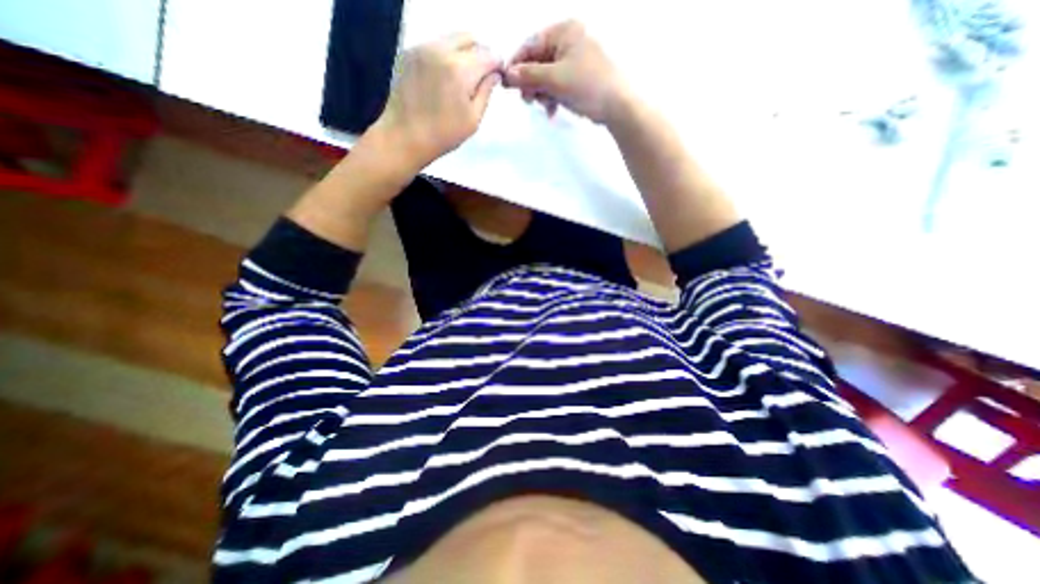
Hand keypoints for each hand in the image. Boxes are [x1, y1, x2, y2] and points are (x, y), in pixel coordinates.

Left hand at [373, 32, 504, 169]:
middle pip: (470, 39)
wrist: (404, 136)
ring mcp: (423, 48)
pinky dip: (445, 56)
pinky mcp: (410, 52)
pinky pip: (435, 45)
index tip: (498, 77)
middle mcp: (441, 50)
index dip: (497, 65)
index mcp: (460, 70)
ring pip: (451, 39)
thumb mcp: (473, 119)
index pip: (488, 55)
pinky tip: (443, 79)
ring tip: (462, 79)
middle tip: (481, 77)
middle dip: (480, 54)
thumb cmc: (443, 135)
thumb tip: (494, 75)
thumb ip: (486, 92)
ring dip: (463, 53)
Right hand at [501, 21, 624, 122]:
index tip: (507, 83)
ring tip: (544, 106)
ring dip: (541, 93)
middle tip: (528, 100)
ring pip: (546, 76)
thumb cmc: (586, 85)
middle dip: (531, 83)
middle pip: (538, 62)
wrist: (617, 106)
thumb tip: (507, 74)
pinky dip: (552, 98)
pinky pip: (557, 85)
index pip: (531, 45)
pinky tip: (552, 111)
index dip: (517, 65)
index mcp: (564, 32)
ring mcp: (574, 61)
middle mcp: (569, 42)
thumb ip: (529, 75)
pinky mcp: (578, 78)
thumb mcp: (554, 79)